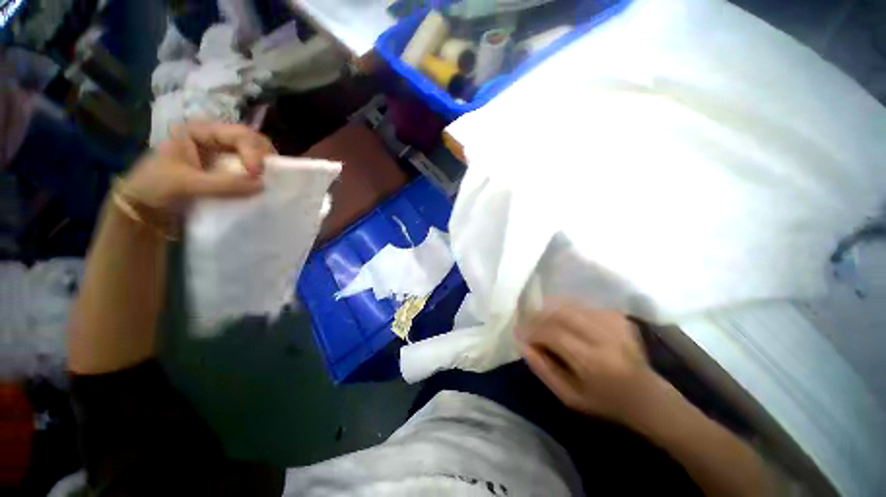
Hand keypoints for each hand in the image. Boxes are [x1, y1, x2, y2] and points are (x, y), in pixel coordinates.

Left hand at [124, 122, 275, 212]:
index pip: (239, 135)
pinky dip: (261, 177)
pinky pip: (250, 171)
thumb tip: (263, 185)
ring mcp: (222, 157)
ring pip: (254, 155)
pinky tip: (265, 185)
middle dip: (265, 156)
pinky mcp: (227, 173)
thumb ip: (223, 184)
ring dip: (266, 167)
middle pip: (252, 141)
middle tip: (273, 175)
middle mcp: (214, 140)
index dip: (254, 152)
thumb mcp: (186, 184)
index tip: (257, 174)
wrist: (144, 211)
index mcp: (199, 132)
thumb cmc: (155, 189)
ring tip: (272, 180)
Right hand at [519, 302, 662, 421]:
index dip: (533, 331)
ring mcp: (614, 324)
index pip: (553, 334)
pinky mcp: (619, 317)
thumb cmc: (606, 403)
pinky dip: (568, 311)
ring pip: (571, 306)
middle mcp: (605, 337)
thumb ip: (543, 370)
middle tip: (528, 324)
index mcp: (594, 362)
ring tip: (543, 321)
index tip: (521, 334)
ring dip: (551, 311)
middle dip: (539, 316)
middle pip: (561, 314)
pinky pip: (584, 306)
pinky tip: (565, 321)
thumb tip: (522, 345)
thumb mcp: (570, 397)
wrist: (650, 398)